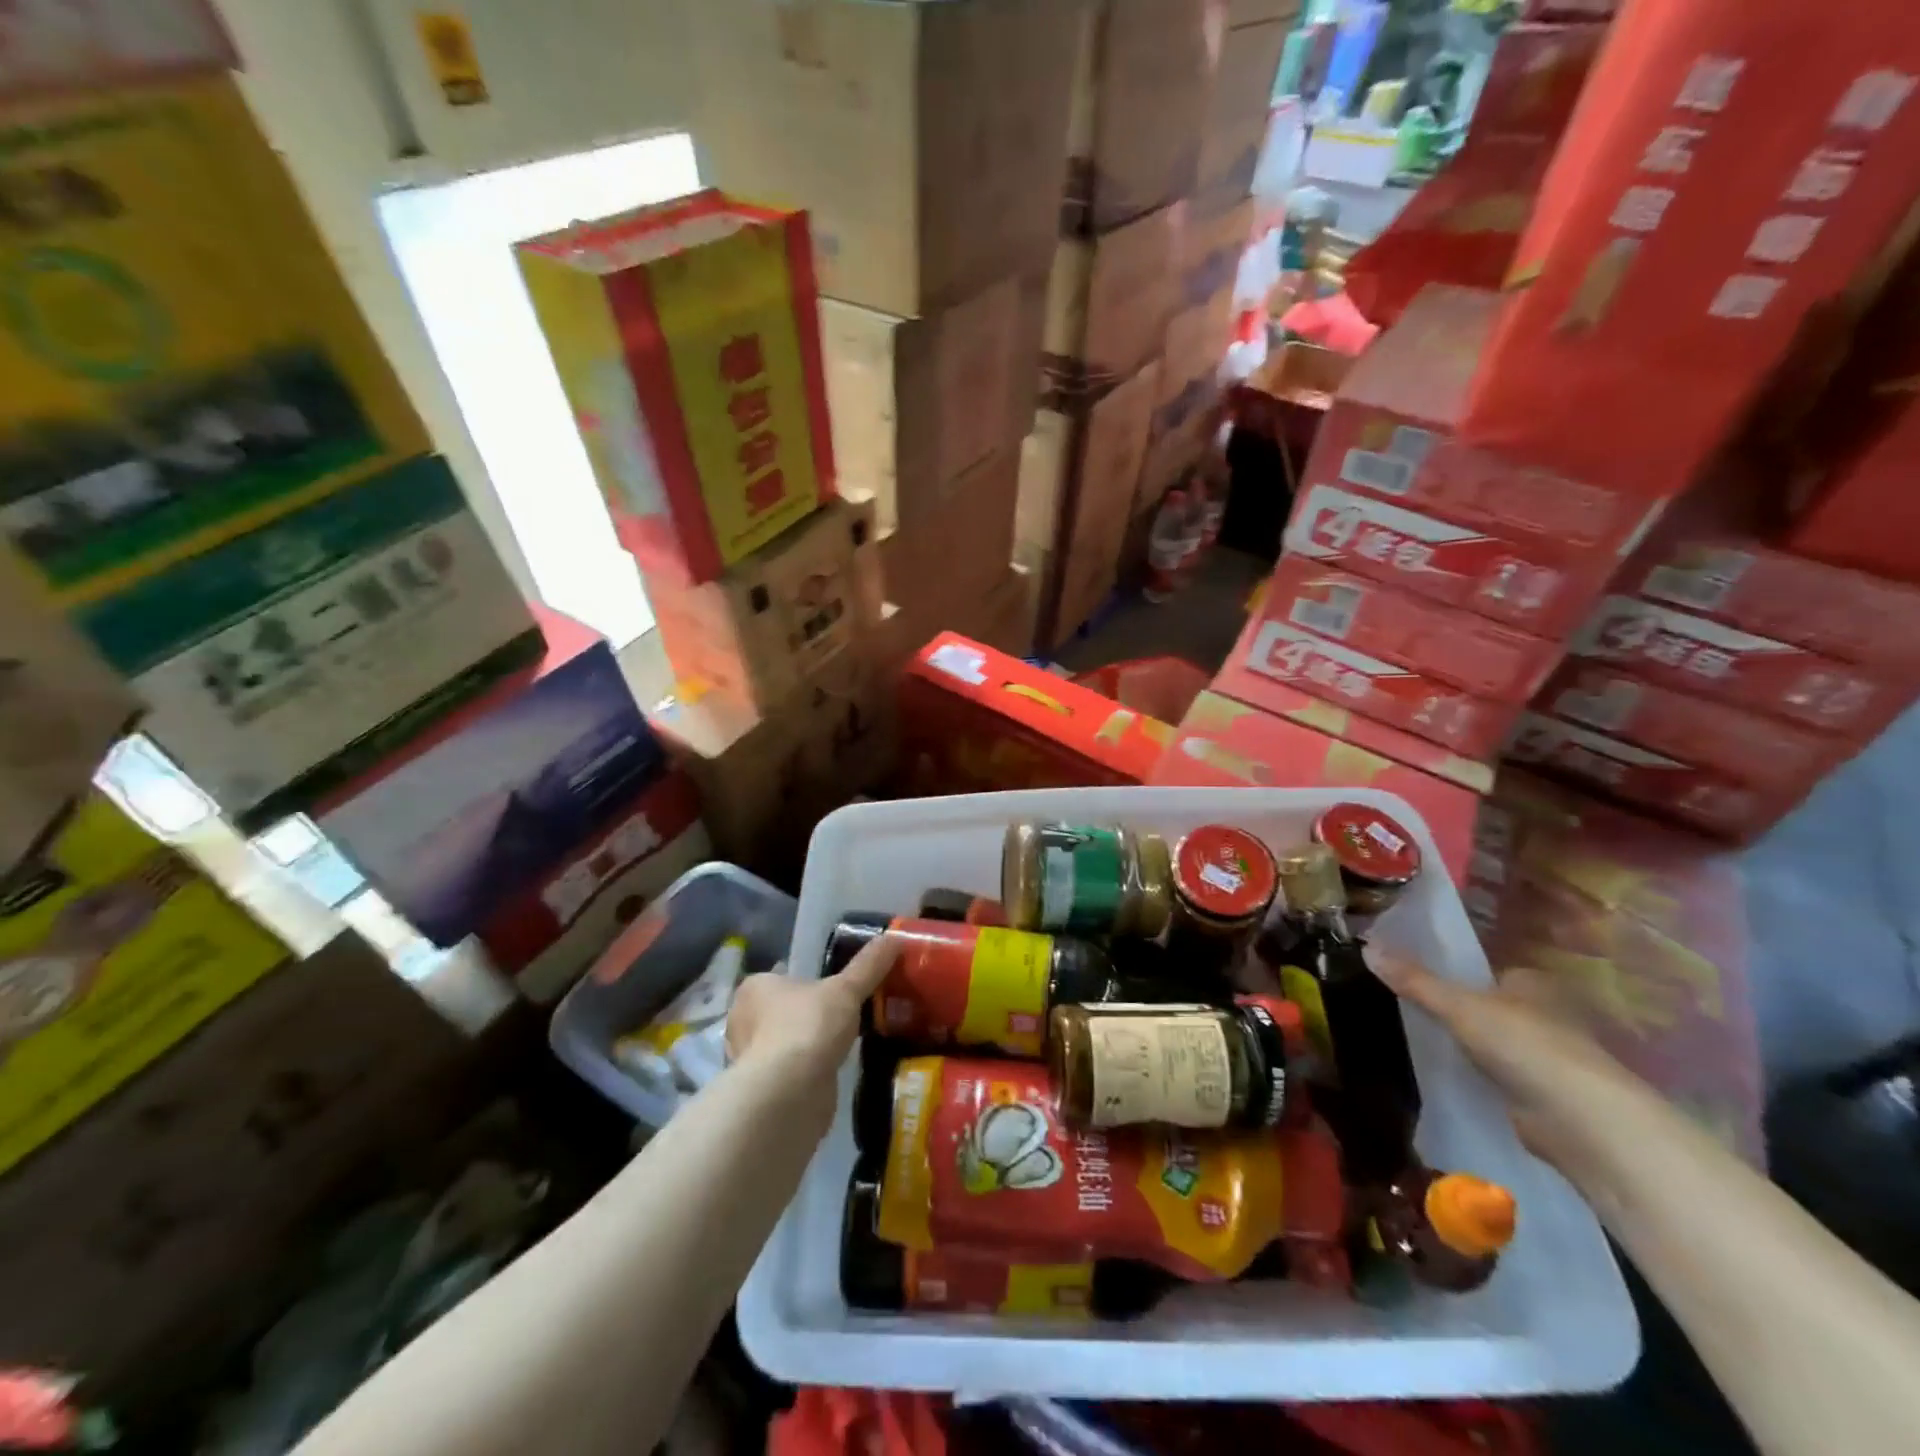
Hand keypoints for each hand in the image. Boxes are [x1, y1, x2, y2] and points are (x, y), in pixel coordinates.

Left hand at [724, 933, 898, 1080]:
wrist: (789, 1093)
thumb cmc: (808, 1027)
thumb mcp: (846, 989)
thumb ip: (869, 964)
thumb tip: (896, 937)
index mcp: (755, 987)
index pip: (783, 977)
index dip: (810, 983)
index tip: (836, 992)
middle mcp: (743, 1020)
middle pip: (783, 1010)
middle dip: (807, 1016)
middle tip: (842, 1017)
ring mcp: (749, 1058)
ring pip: (785, 1043)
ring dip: (806, 1046)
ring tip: (841, 1044)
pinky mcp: (762, 1090)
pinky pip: (788, 1072)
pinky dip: (806, 1072)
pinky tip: (829, 1072)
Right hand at [1369, 950, 1652, 1175]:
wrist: (1582, 1122)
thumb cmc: (1525, 1045)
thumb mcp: (1458, 1006)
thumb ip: (1414, 981)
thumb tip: (1365, 946)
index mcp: (1532, 981)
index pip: (1485, 970)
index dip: (1451, 972)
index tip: (1411, 976)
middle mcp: (1544, 1014)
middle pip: (1487, 1005)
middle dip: (1455, 1009)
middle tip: (1403, 1006)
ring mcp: (1545, 1056)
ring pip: (1491, 1041)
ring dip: (1464, 1044)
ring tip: (1412, 1037)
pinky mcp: (1541, 1094)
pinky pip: (1495, 1075)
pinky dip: (1474, 1074)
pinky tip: (1442, 1073)